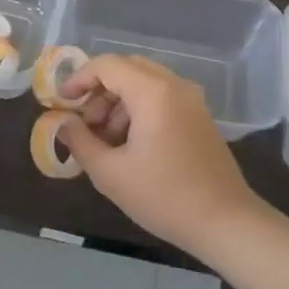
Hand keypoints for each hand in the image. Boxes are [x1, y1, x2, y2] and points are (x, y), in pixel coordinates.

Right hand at [57, 55, 259, 254]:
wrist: (226, 223)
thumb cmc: (164, 196)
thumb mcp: (109, 173)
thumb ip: (79, 141)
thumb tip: (62, 123)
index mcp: (152, 92)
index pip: (106, 65)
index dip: (78, 78)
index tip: (62, 102)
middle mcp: (174, 85)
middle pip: (126, 68)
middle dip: (98, 90)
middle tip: (84, 122)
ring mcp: (191, 99)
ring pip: (143, 82)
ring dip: (118, 101)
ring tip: (104, 139)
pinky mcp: (199, 116)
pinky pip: (161, 96)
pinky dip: (138, 108)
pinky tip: (130, 143)